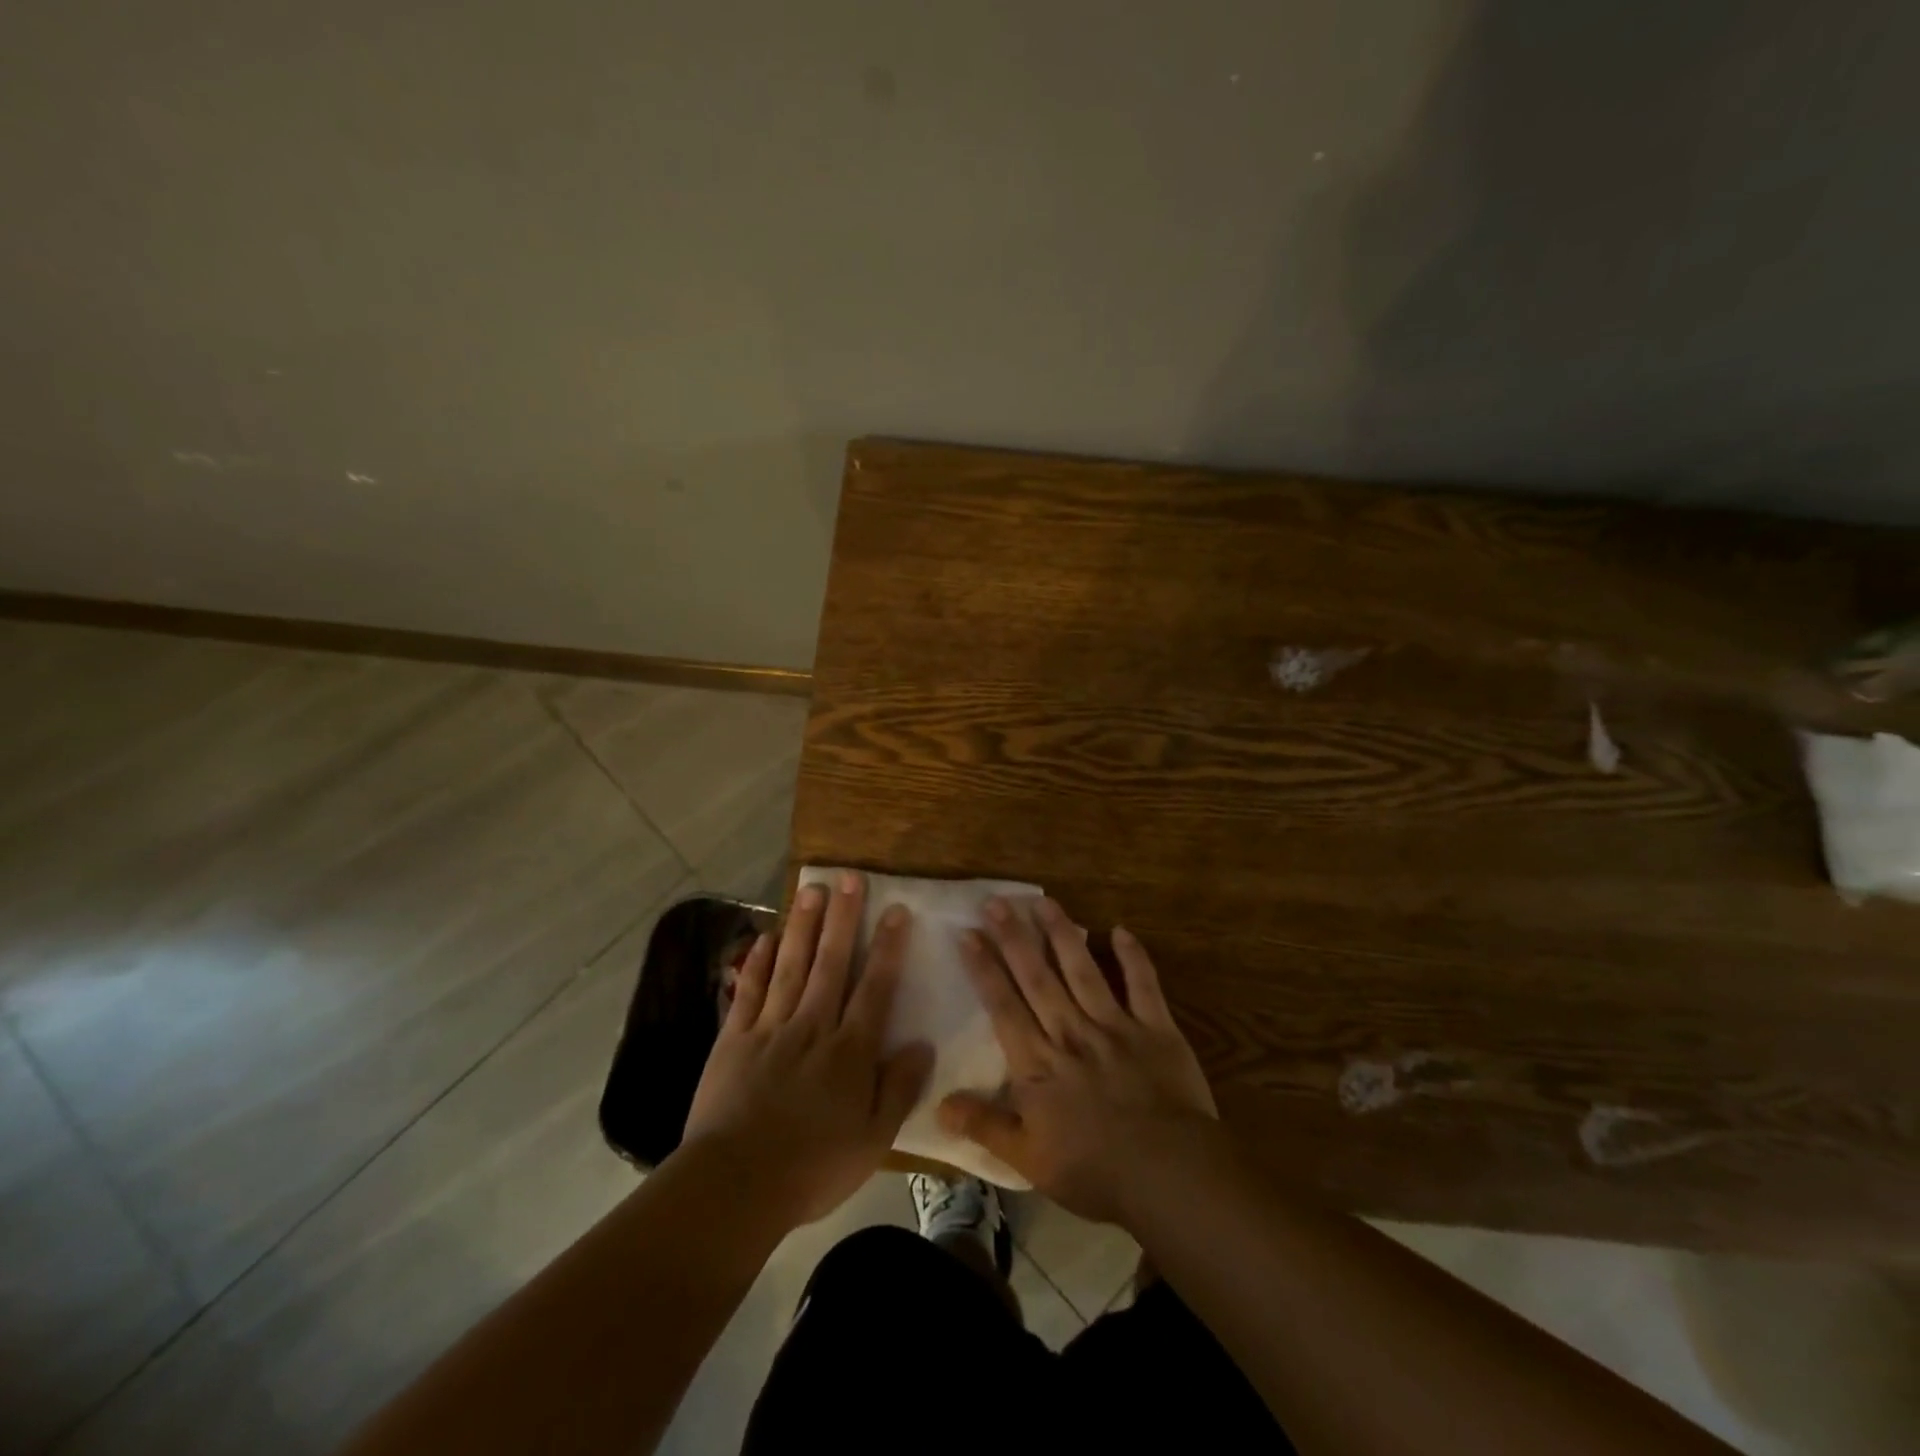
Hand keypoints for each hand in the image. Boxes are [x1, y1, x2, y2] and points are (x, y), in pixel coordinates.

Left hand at [681, 872, 931, 1228]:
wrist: (734, 1186)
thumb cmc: (813, 1167)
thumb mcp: (873, 1139)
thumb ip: (899, 1088)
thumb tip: (922, 1043)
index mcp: (849, 1050)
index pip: (875, 987)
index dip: (888, 947)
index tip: (897, 910)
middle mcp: (812, 1026)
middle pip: (831, 963)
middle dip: (843, 918)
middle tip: (849, 877)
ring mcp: (770, 1029)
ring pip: (791, 966)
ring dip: (803, 926)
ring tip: (811, 888)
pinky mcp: (734, 1040)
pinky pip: (748, 992)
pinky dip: (756, 963)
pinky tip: (763, 938)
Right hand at [938, 897, 1216, 1225]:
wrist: (1169, 1175)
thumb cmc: (1095, 1171)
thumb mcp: (1029, 1160)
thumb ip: (985, 1126)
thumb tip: (939, 1104)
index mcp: (1039, 1064)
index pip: (1004, 1006)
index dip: (984, 969)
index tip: (969, 934)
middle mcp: (1071, 1033)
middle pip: (1038, 978)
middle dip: (1015, 937)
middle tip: (997, 901)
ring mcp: (1115, 1026)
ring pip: (1083, 970)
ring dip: (1063, 934)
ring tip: (1044, 901)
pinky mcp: (1156, 1028)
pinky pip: (1143, 984)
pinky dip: (1133, 957)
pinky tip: (1120, 930)